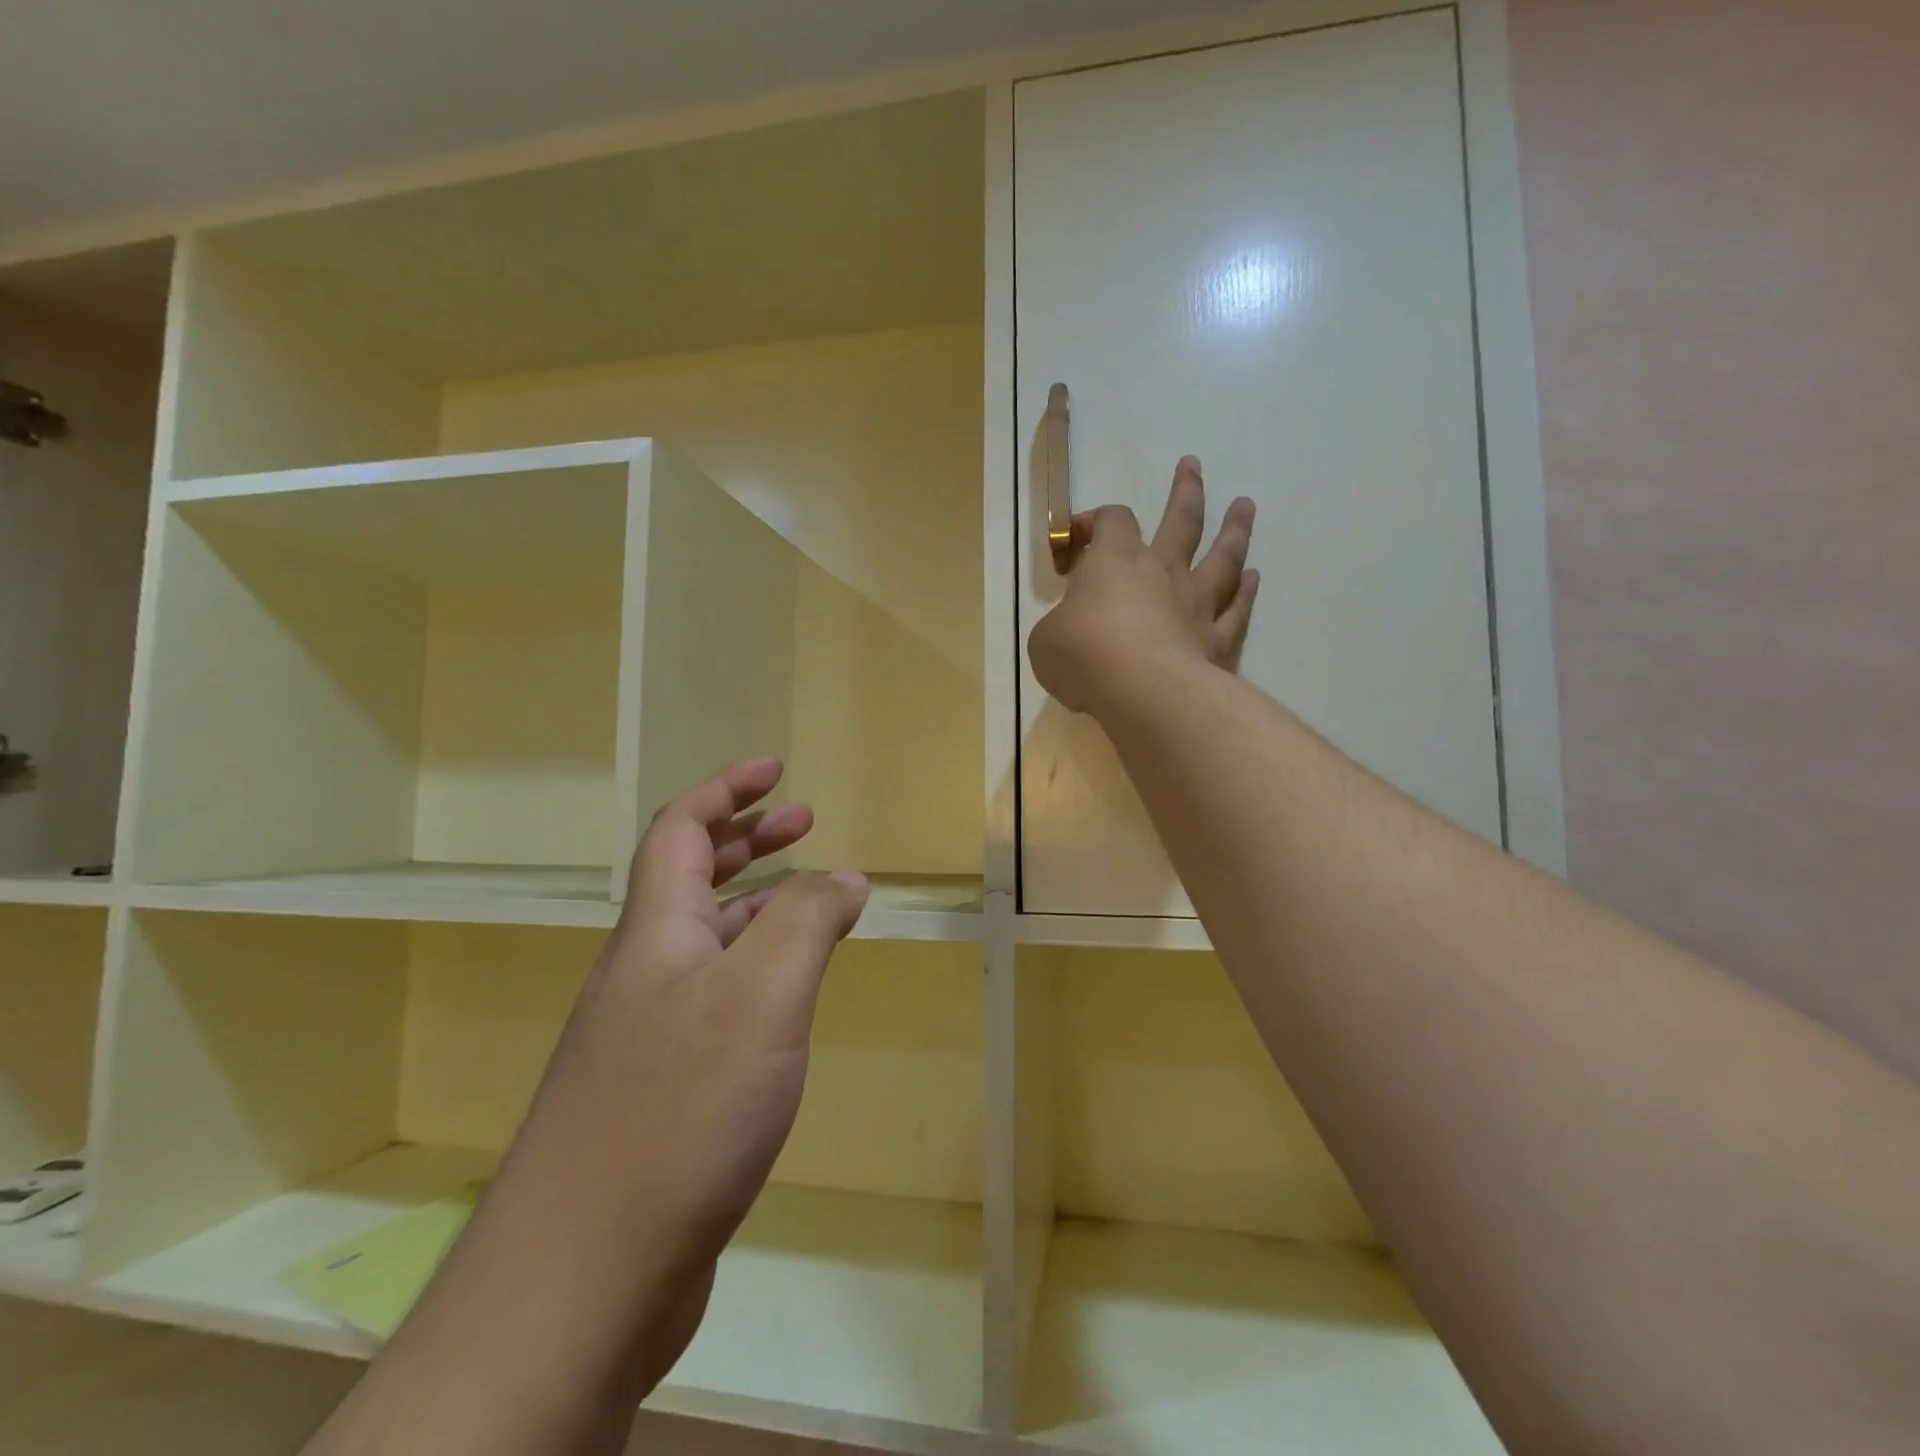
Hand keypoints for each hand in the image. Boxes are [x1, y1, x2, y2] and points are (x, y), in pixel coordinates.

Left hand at [510, 758, 866, 1363]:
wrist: (581, 1278)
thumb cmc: (679, 1108)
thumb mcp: (763, 993)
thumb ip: (807, 920)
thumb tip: (844, 877)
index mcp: (657, 931)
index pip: (682, 829)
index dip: (727, 789)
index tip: (777, 768)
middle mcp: (643, 972)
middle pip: (692, 878)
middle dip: (750, 838)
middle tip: (806, 821)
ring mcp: (646, 1034)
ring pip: (706, 941)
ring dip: (757, 905)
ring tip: (813, 902)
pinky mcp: (659, 1090)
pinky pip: (715, 999)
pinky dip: (756, 972)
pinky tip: (787, 1001)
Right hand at [1029, 455, 1257, 715]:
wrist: (1142, 691)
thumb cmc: (1084, 655)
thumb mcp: (1046, 640)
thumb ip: (1061, 626)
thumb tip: (1071, 630)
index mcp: (1116, 562)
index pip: (1111, 522)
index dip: (1094, 521)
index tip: (1076, 536)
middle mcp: (1162, 572)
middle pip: (1181, 521)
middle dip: (1186, 492)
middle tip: (1194, 466)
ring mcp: (1196, 606)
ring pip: (1221, 558)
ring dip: (1233, 530)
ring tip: (1244, 507)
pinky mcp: (1216, 643)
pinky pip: (1235, 612)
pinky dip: (1245, 594)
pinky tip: (1253, 578)